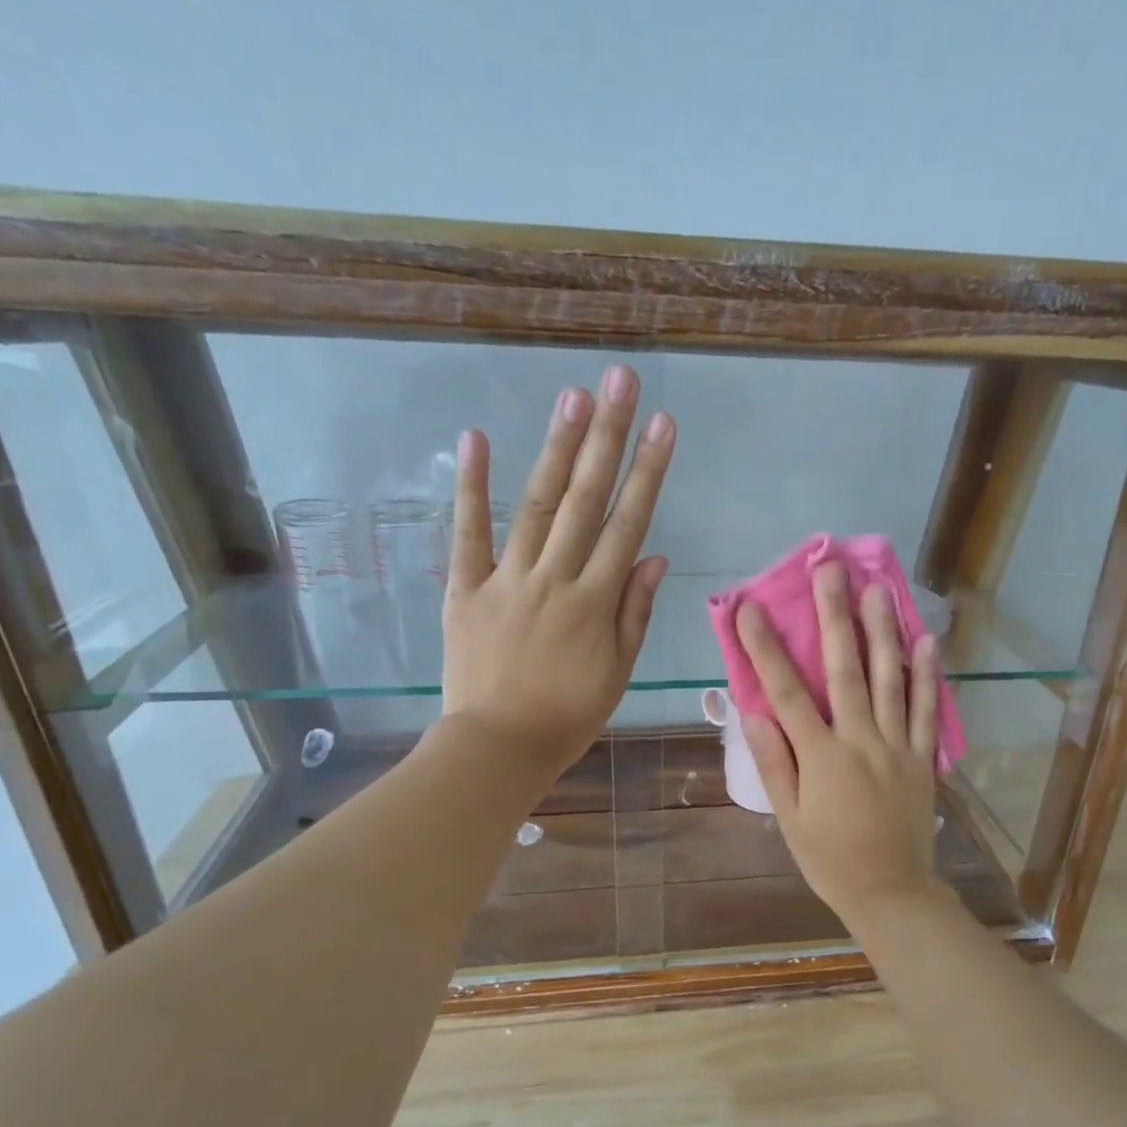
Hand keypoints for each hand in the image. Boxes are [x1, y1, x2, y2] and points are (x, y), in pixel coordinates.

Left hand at [441, 366, 672, 776]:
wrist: (500, 746)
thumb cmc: (568, 715)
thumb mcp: (618, 672)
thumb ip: (634, 612)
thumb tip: (653, 557)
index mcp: (595, 602)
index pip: (628, 524)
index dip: (647, 472)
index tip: (662, 424)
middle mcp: (555, 579)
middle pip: (586, 500)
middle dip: (606, 437)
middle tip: (619, 380)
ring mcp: (507, 579)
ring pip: (537, 506)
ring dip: (556, 449)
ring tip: (573, 396)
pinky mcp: (464, 588)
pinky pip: (468, 533)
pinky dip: (470, 487)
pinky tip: (475, 439)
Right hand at [736, 562, 948, 924]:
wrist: (890, 891)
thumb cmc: (829, 857)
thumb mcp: (788, 817)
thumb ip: (774, 762)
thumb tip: (755, 712)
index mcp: (820, 755)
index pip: (786, 691)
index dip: (766, 647)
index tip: (750, 607)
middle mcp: (860, 739)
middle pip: (845, 669)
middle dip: (834, 615)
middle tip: (830, 569)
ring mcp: (896, 745)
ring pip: (890, 679)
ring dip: (883, 631)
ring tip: (879, 588)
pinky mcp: (922, 757)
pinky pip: (925, 710)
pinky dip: (927, 674)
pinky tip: (927, 640)